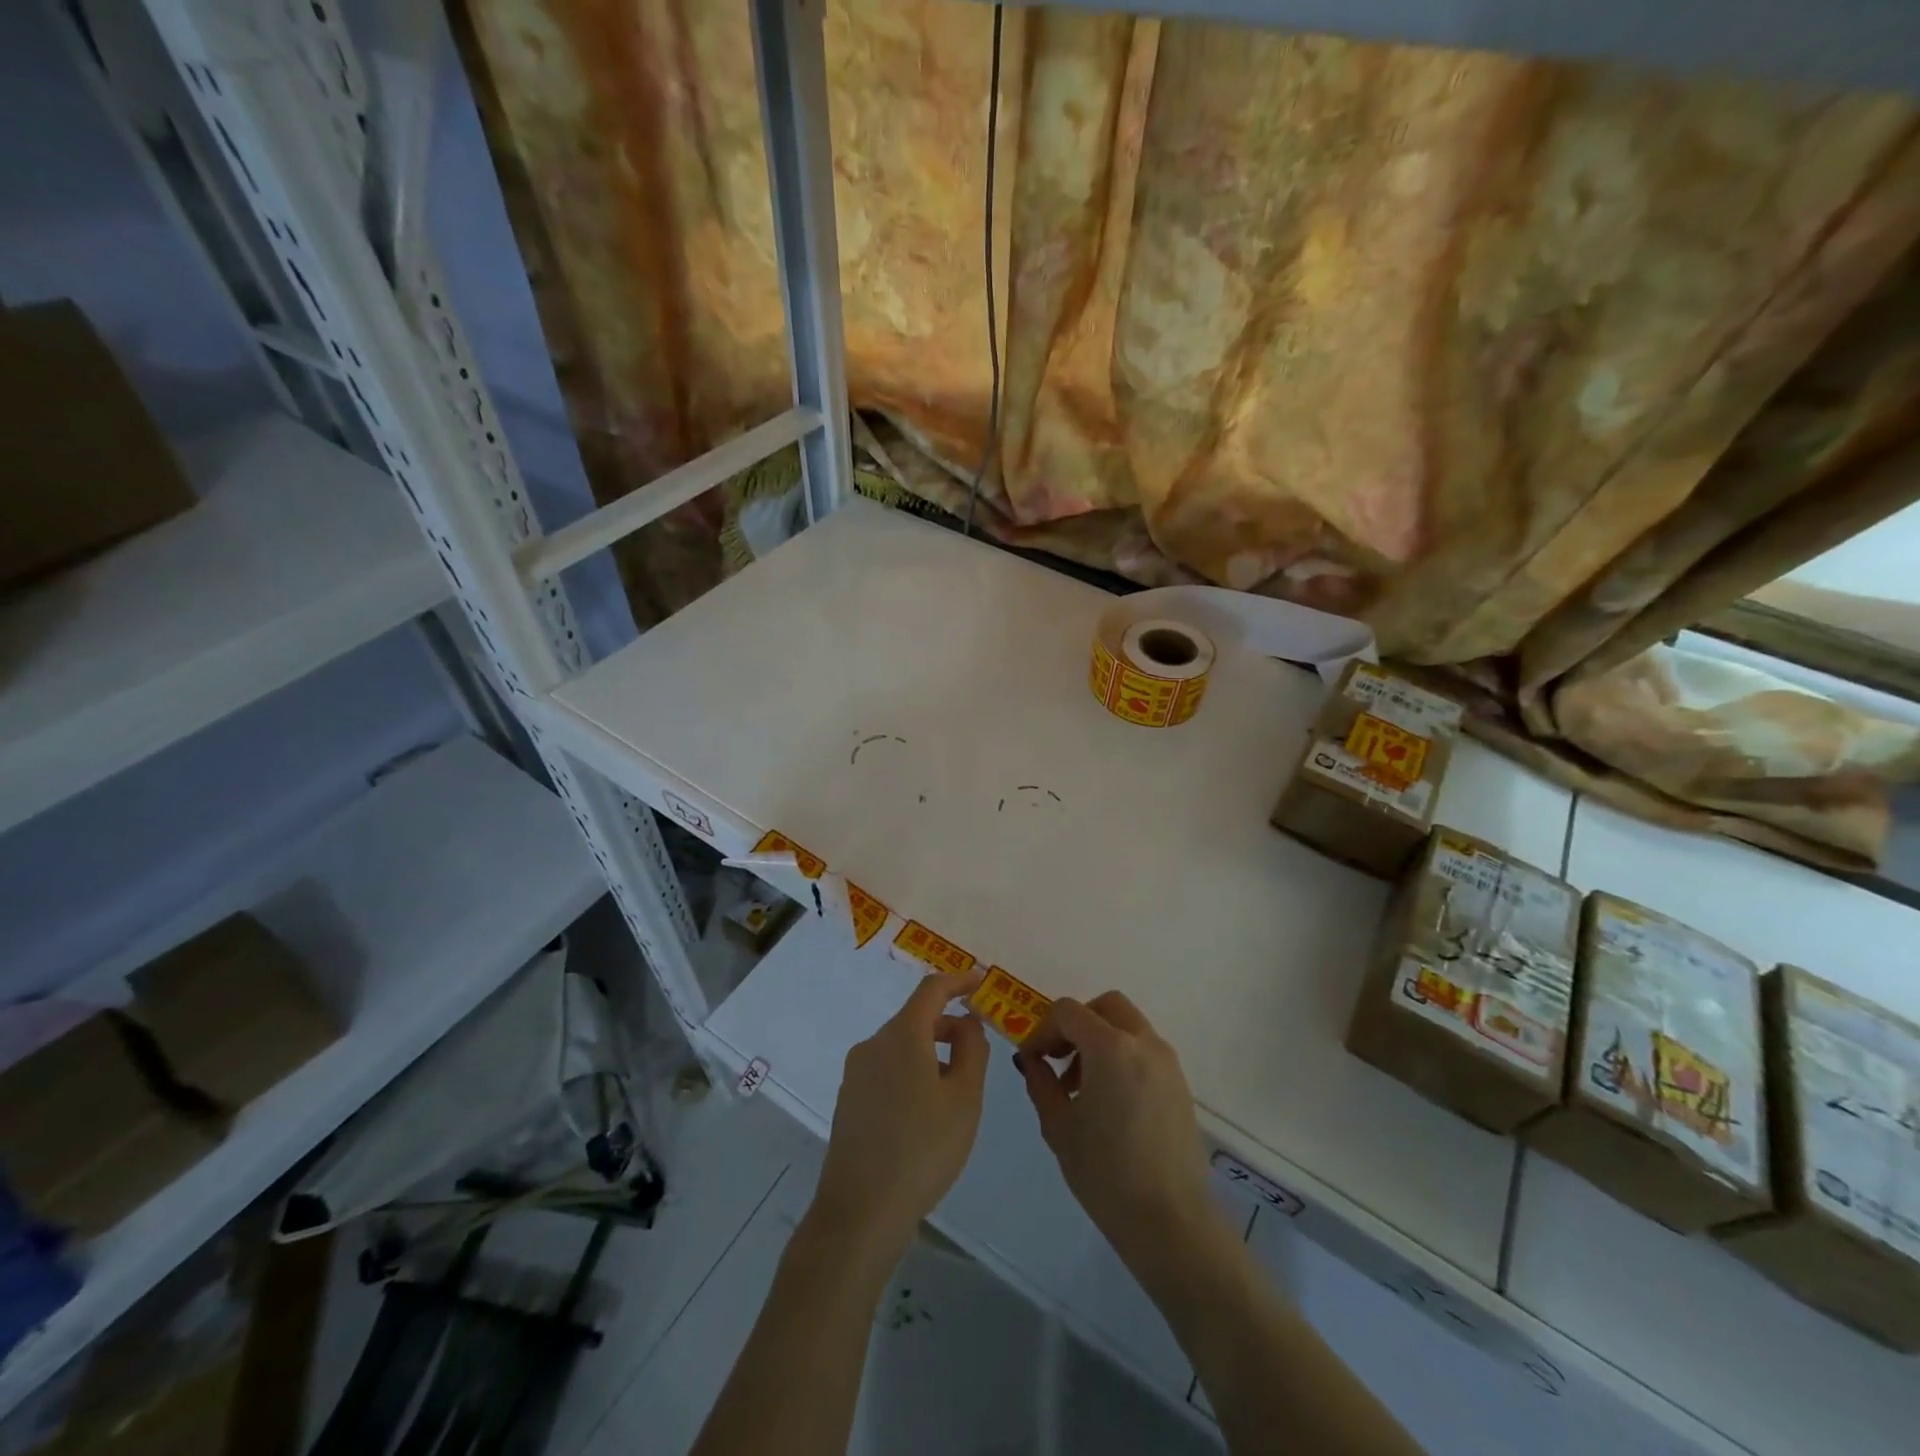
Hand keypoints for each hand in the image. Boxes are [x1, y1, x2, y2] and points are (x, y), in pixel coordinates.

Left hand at [811, 972, 988, 1260]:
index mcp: (902, 1035)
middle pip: (916, 1017)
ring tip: (958, 1087)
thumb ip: (972, 1050)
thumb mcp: (965, 1099)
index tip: (981, 982)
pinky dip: (913, 1070)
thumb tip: (967, 1023)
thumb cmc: (923, 1150)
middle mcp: (874, 1044)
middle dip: (949, 1024)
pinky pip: (888, 1068)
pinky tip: (927, 1109)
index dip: (958, 981)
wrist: (861, 1212)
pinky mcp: (849, 1099)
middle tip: (979, 1048)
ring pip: (902, 1045)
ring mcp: (856, 1072)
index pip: (932, 989)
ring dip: (932, 1050)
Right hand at [1017, 992, 1215, 1271]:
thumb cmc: (1106, 1174)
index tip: (1033, 1059)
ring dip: (1101, 1038)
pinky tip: (1110, 1101)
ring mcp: (1167, 1062)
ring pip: (1128, 1025)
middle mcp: (1144, 1043)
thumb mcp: (1059, 1127)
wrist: (1171, 1222)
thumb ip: (1041, 1083)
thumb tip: (1032, 1059)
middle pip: (1105, 1006)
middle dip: (1077, 1023)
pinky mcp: (1180, 1084)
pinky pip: (1145, 1050)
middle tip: (1060, 1059)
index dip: (1043, 1029)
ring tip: (1083, 1086)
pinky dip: (1122, 1055)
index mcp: (1111, 1047)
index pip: (1068, 1011)